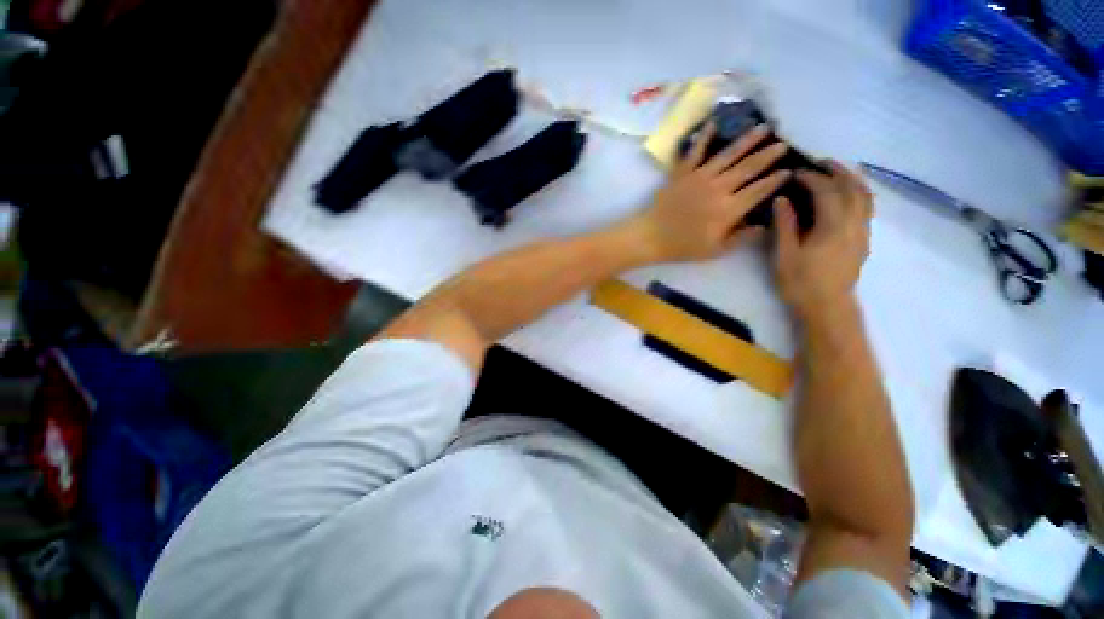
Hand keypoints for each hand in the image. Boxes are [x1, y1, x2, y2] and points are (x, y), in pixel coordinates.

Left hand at [632, 122, 792, 262]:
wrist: (650, 236)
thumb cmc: (683, 246)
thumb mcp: (715, 250)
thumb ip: (742, 237)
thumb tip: (765, 225)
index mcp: (729, 209)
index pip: (759, 190)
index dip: (776, 180)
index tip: (790, 170)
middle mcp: (718, 188)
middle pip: (748, 167)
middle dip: (768, 154)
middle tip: (783, 144)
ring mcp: (699, 177)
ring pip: (728, 154)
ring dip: (747, 140)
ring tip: (763, 127)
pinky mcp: (682, 173)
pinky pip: (695, 151)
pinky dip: (705, 136)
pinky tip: (714, 122)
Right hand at [772, 161, 872, 320]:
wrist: (827, 306)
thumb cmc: (800, 282)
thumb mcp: (784, 254)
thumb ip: (785, 225)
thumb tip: (782, 200)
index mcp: (832, 226)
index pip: (826, 191)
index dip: (811, 178)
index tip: (795, 172)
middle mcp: (854, 224)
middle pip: (853, 188)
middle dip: (838, 171)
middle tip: (820, 162)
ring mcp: (862, 232)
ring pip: (865, 196)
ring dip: (852, 180)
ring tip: (837, 172)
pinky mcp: (863, 240)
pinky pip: (866, 208)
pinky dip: (858, 193)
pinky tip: (846, 195)